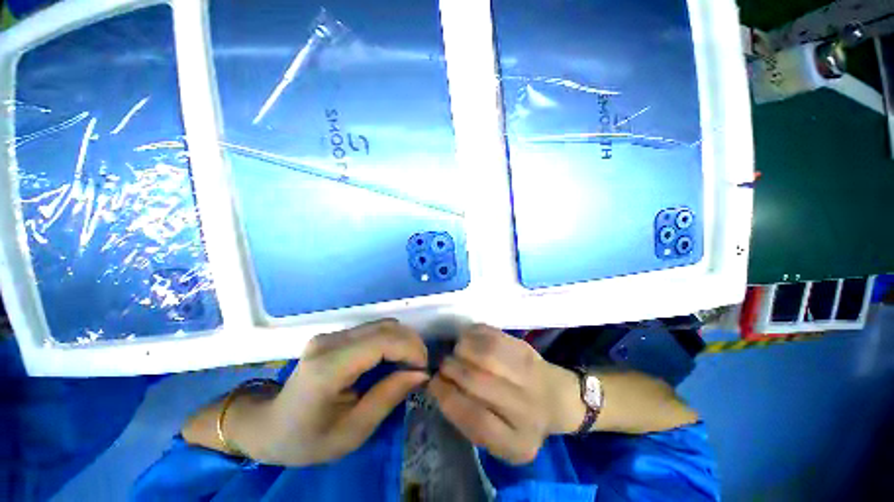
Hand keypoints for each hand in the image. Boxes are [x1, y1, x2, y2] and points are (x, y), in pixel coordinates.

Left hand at [230, 320, 428, 465]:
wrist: (270, 426)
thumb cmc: (308, 439)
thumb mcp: (352, 432)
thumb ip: (388, 397)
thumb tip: (421, 373)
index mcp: (329, 368)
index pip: (382, 341)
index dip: (410, 349)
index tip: (424, 370)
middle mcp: (330, 342)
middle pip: (385, 327)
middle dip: (411, 343)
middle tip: (420, 369)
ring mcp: (331, 335)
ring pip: (382, 324)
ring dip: (403, 340)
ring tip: (409, 364)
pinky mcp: (334, 335)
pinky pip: (373, 329)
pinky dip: (391, 340)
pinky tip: (393, 358)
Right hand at [428, 324, 584, 464]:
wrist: (554, 397)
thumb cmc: (518, 420)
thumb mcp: (497, 438)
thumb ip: (468, 420)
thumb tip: (438, 386)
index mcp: (517, 443)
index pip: (475, 420)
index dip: (448, 398)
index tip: (434, 384)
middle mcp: (526, 409)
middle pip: (477, 381)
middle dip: (451, 369)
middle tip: (444, 366)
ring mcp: (529, 374)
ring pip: (485, 353)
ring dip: (461, 349)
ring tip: (457, 352)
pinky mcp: (525, 348)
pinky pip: (492, 334)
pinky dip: (473, 334)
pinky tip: (469, 340)